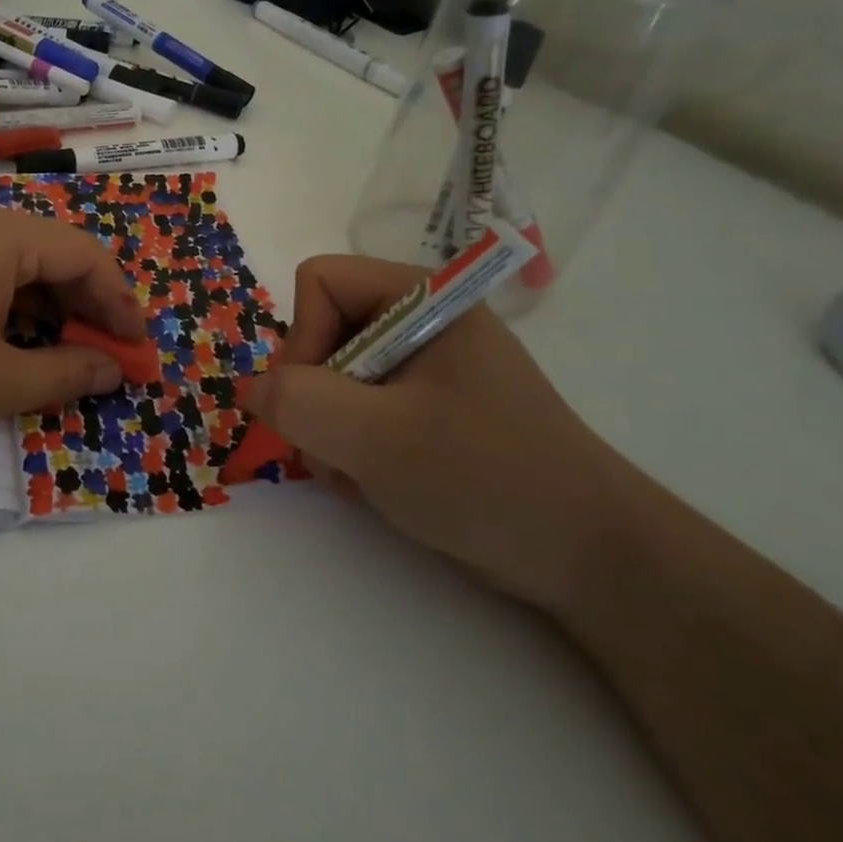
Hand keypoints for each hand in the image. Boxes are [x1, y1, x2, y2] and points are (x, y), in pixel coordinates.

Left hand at [0, 196, 143, 457]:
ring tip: (55, 344)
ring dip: (39, 297)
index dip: (118, 300)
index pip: (82, 254)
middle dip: (80, 300)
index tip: (137, 344)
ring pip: (4, 255)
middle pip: (44, 248)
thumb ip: (67, 373)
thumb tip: (113, 370)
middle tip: (102, 349)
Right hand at [239, 255, 644, 613]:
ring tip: (358, 473)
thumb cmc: (488, 479)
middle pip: (322, 328)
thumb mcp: (379, 439)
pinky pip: (358, 404)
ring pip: (333, 372)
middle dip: (313, 393)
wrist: (593, 560)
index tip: (318, 400)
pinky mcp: (428, 407)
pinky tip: (373, 480)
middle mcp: (421, 320)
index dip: (303, 336)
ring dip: (327, 426)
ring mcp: (426, 366)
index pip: (321, 281)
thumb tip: (249, 388)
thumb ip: (299, 402)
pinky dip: (349, 443)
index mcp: (423, 298)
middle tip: (334, 448)